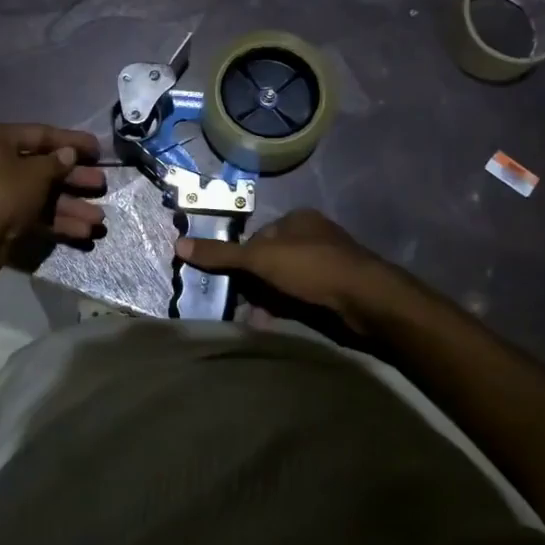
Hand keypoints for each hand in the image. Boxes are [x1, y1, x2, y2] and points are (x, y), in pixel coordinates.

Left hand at [0, 123, 106, 269]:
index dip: (72, 141)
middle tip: (101, 184)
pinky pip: (35, 214)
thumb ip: (57, 162)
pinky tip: (83, 232)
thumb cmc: (5, 193)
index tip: (97, 149)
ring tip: (99, 218)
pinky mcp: (4, 218)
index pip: (42, 134)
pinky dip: (58, 222)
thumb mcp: (36, 174)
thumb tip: (68, 154)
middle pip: (44, 167)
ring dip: (72, 205)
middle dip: (75, 178)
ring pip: (43, 194)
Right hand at [176, 209, 398, 330]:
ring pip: (285, 281)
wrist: (366, 299)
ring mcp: (327, 264)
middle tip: (235, 304)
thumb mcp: (260, 258)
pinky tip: (273, 325)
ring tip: (251, 319)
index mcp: (297, 219)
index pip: (258, 236)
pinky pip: (302, 297)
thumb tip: (178, 245)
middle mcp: (313, 236)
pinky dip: (286, 309)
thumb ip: (221, 254)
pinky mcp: (336, 290)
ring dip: (267, 300)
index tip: (226, 281)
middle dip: (253, 283)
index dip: (241, 258)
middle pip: (270, 260)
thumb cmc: (311, 267)